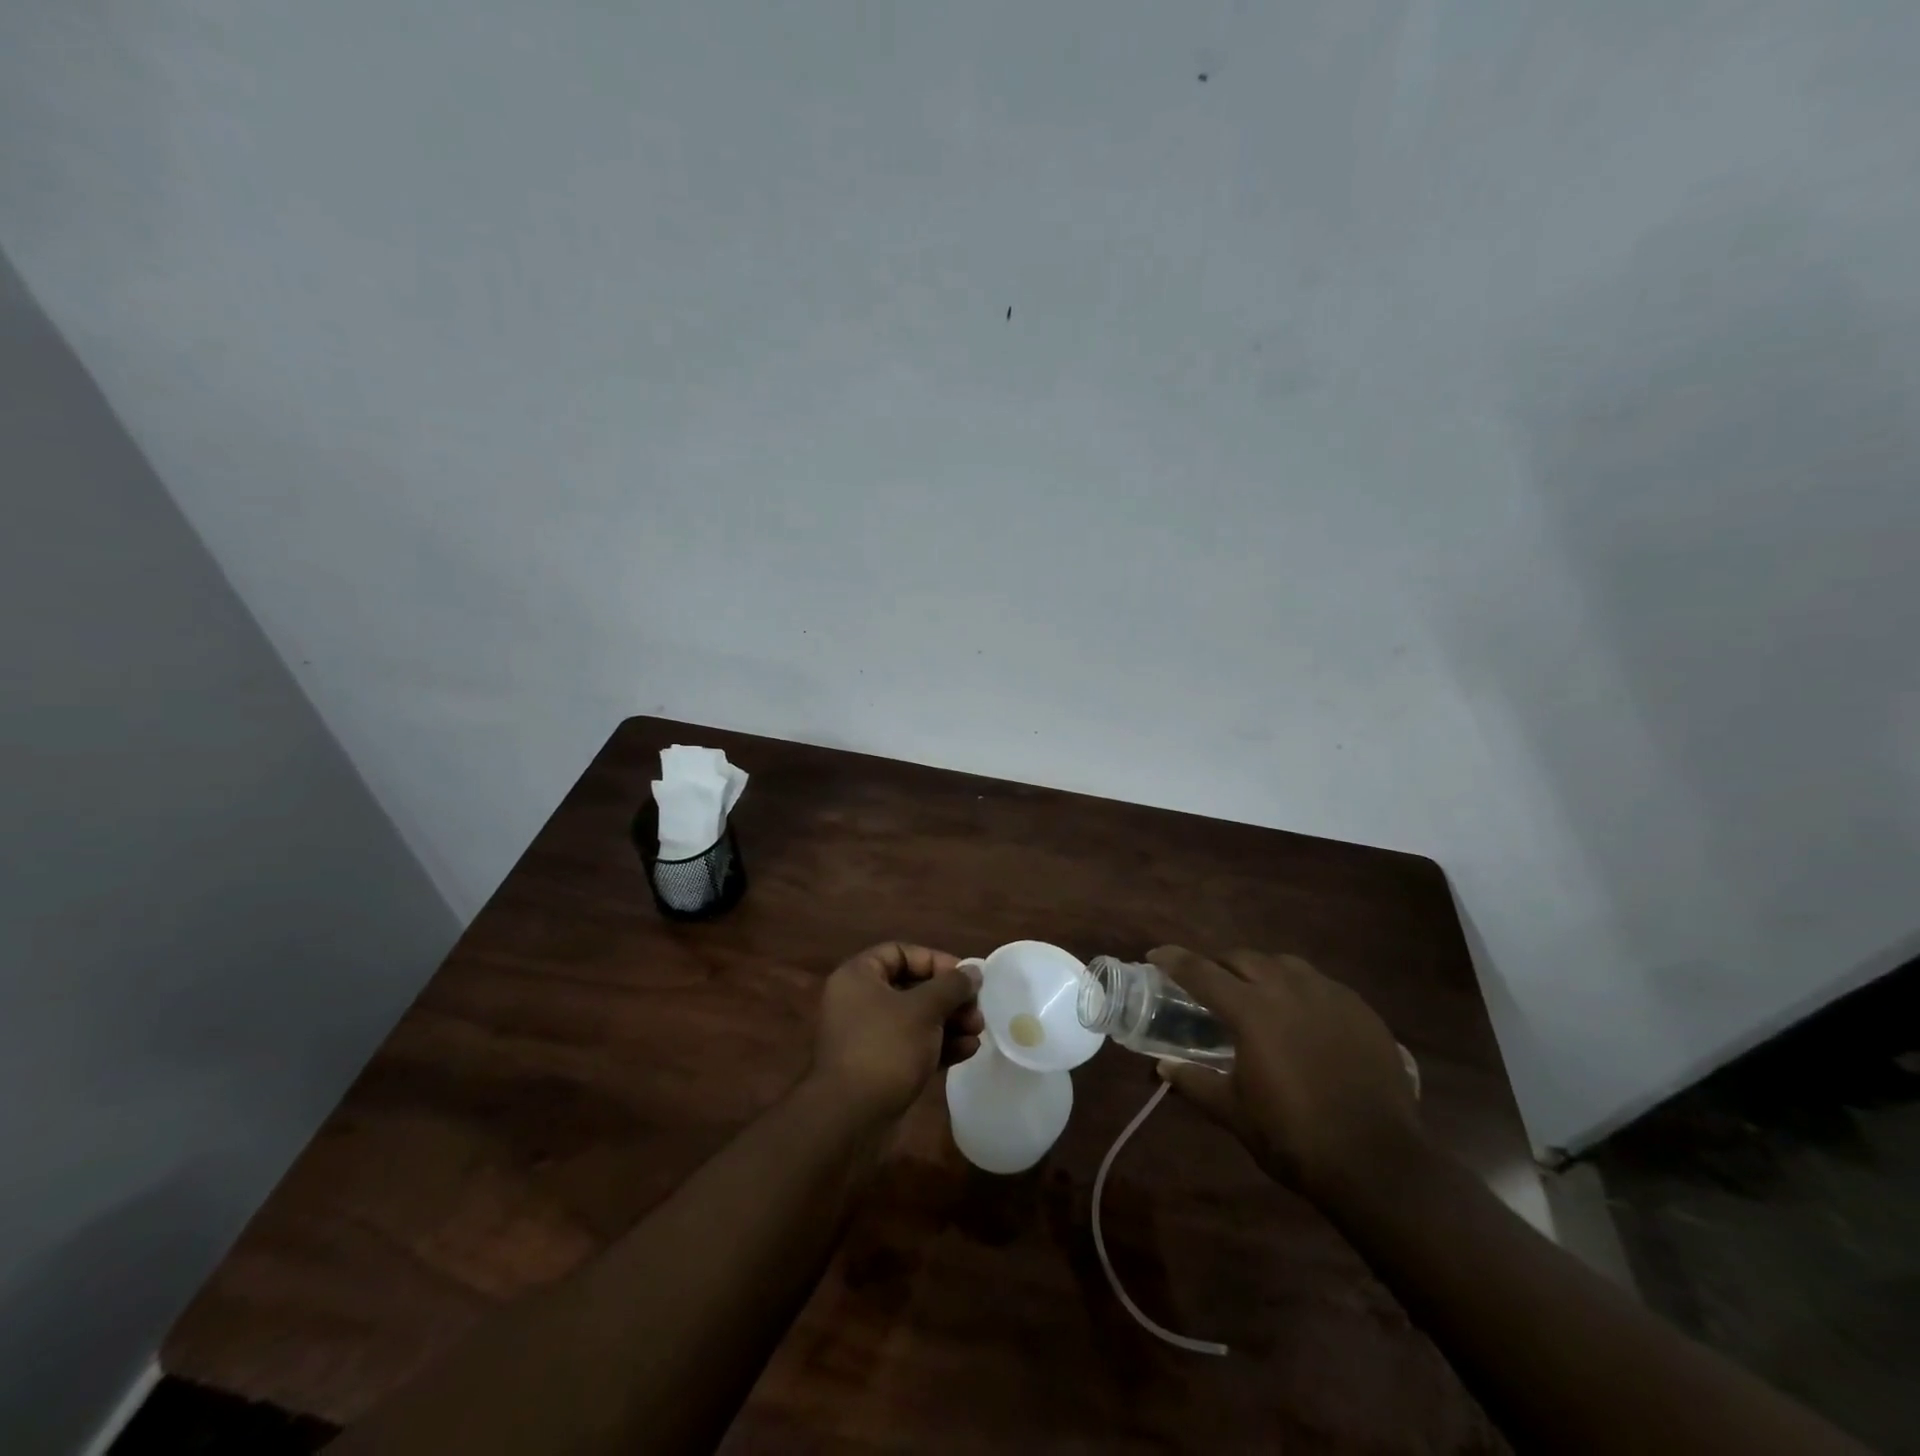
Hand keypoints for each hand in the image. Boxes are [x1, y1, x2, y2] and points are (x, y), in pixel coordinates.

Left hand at [809, 942, 983, 1124]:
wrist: (851, 1120)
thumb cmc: (885, 1048)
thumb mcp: (923, 1009)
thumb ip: (951, 986)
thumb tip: (973, 970)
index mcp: (858, 977)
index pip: (900, 953)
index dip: (935, 961)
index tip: (964, 977)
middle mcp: (860, 1001)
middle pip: (912, 987)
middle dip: (949, 998)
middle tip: (977, 1009)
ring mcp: (868, 1036)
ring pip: (916, 1019)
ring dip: (949, 1022)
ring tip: (977, 1032)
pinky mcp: (879, 1067)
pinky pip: (913, 1046)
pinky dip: (938, 1045)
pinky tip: (967, 1052)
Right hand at [1150, 946, 1420, 1211]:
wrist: (1379, 1163)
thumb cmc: (1295, 1138)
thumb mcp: (1234, 1113)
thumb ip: (1195, 1082)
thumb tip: (1162, 1066)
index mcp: (1251, 1011)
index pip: (1201, 972)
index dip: (1174, 960)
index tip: (1156, 954)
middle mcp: (1288, 989)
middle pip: (1243, 958)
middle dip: (1219, 964)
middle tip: (1209, 982)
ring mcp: (1329, 995)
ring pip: (1284, 963)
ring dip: (1261, 970)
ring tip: (1256, 991)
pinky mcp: (1361, 1010)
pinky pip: (1320, 983)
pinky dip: (1299, 988)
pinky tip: (1301, 1013)